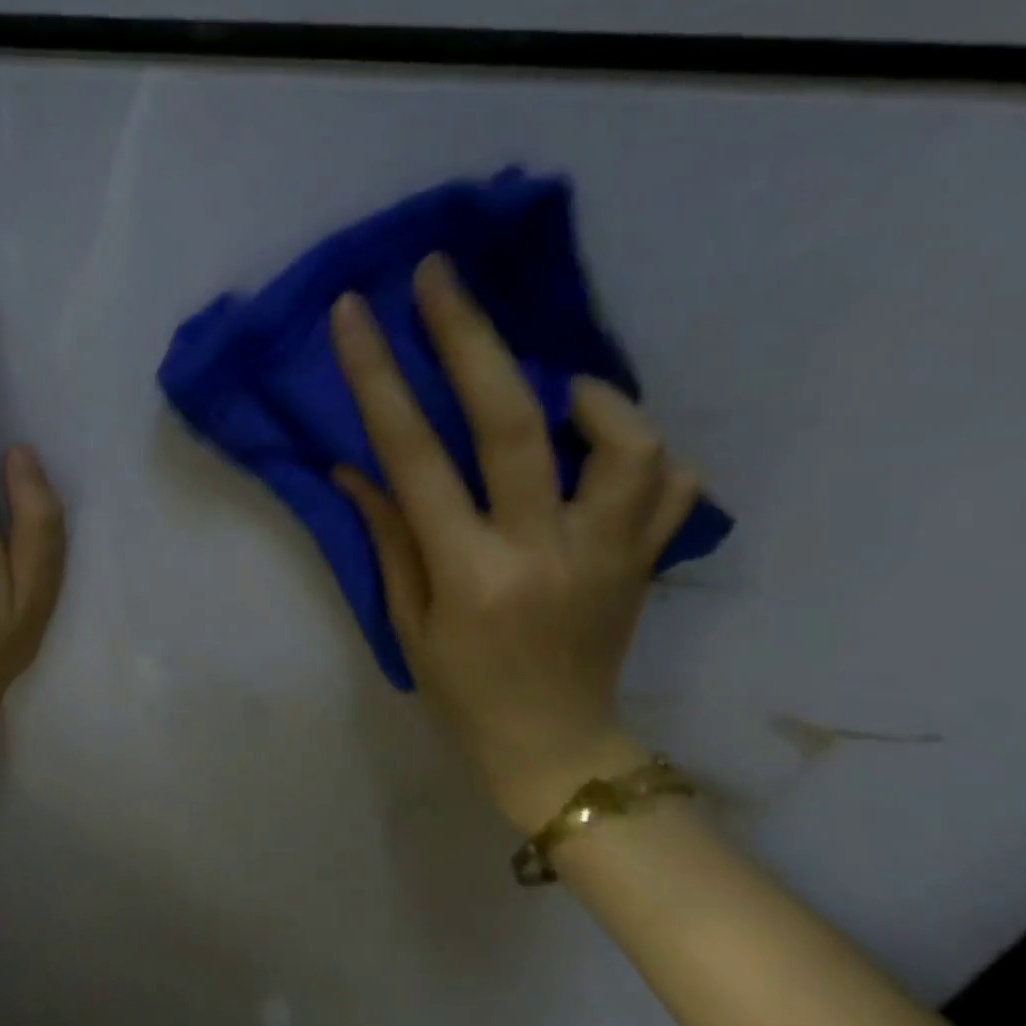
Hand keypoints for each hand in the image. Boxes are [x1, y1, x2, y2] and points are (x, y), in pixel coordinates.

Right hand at [328, 254, 701, 830]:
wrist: (558, 750)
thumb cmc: (463, 693)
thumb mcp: (407, 623)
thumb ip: (387, 537)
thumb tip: (356, 465)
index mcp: (471, 573)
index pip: (415, 458)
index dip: (381, 378)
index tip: (356, 313)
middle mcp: (545, 551)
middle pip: (514, 422)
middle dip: (471, 336)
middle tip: (442, 275)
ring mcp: (610, 552)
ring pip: (622, 441)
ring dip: (587, 393)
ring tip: (555, 384)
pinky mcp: (647, 559)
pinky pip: (669, 482)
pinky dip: (639, 446)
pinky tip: (603, 443)